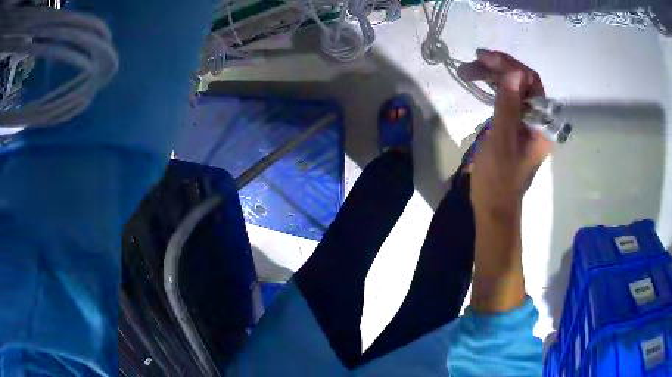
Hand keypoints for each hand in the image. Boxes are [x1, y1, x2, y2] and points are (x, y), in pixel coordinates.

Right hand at [458, 49, 551, 220]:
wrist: (493, 207)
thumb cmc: (498, 179)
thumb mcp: (502, 141)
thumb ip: (508, 106)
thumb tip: (514, 73)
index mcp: (541, 124)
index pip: (531, 82)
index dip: (510, 65)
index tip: (484, 57)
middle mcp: (537, 120)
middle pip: (522, 83)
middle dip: (498, 69)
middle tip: (471, 63)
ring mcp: (525, 123)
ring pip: (513, 89)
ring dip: (492, 76)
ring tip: (467, 71)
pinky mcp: (514, 127)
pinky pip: (507, 100)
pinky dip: (492, 89)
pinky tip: (479, 83)